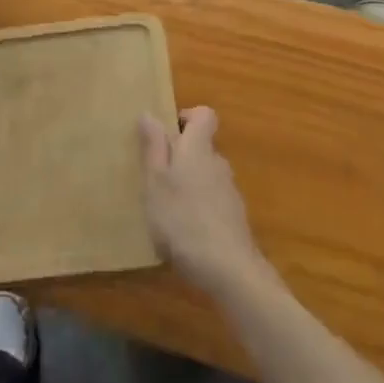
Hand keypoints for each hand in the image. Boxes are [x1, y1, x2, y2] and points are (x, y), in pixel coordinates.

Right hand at [138, 107, 266, 296]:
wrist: (228, 268)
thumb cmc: (182, 219)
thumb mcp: (156, 181)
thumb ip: (154, 147)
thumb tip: (150, 114)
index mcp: (198, 149)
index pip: (204, 115)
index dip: (186, 117)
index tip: (166, 134)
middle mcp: (218, 163)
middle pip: (202, 147)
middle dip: (180, 156)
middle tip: (155, 176)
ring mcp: (229, 192)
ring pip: (206, 175)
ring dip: (188, 184)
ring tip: (165, 208)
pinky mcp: (233, 218)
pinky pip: (212, 201)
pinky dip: (198, 208)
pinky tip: (183, 233)